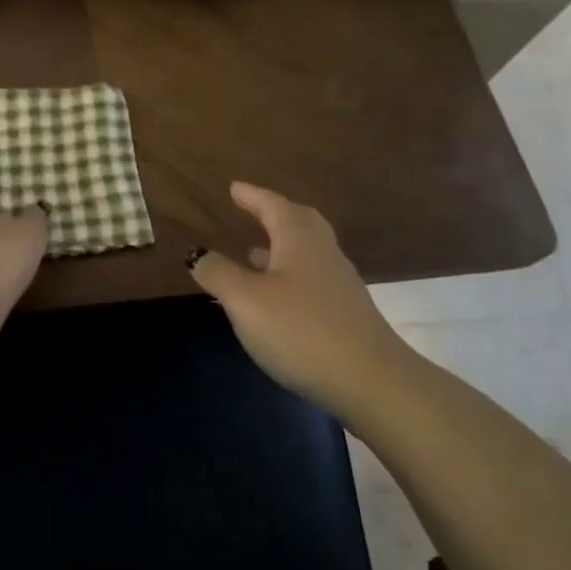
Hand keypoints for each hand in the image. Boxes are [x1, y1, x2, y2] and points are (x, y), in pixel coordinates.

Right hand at [189, 182, 406, 419]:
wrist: (371, 381)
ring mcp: (340, 284)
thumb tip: (198, 254)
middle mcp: (323, 253)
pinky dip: (291, 275)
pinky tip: (278, 298)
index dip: (252, 196)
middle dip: (275, 214)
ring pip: (309, 252)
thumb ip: (219, 274)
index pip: (273, 206)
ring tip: (255, 254)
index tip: (235, 188)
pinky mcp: (348, 314)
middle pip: (300, 222)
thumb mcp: (246, 301)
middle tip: (255, 210)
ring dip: (282, 247)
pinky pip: (314, 279)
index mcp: (298, 240)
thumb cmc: (301, 330)